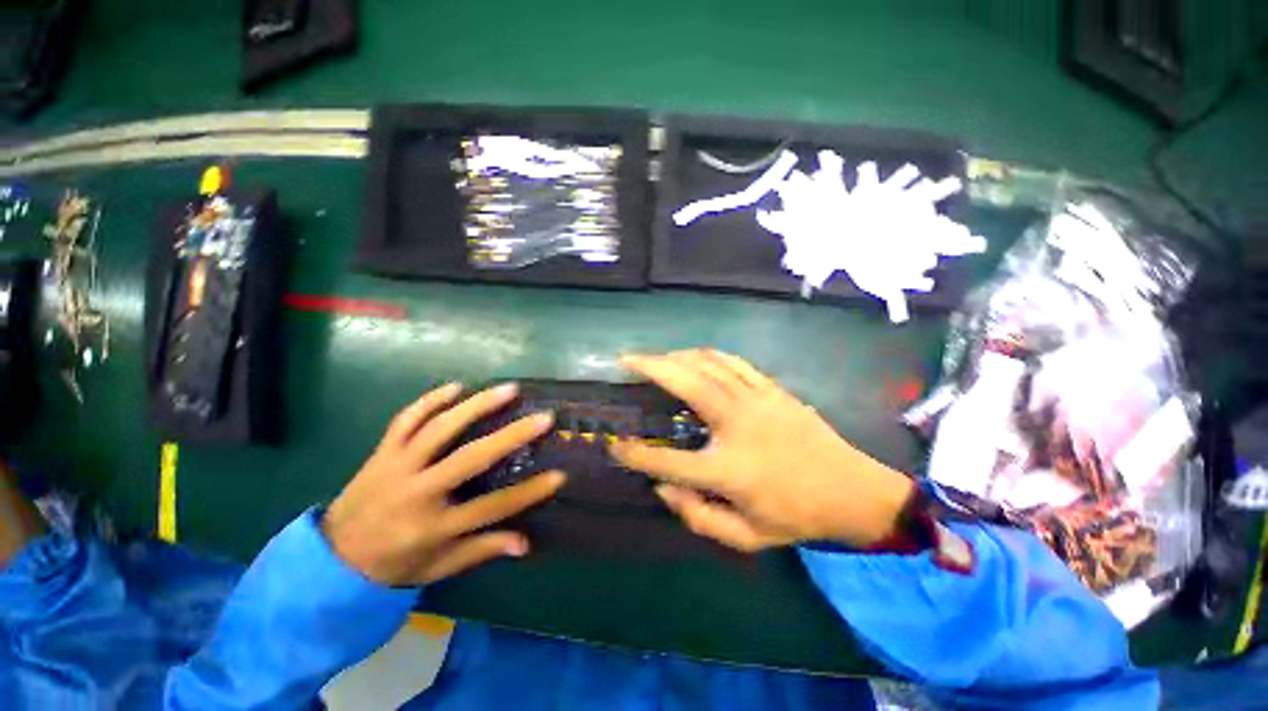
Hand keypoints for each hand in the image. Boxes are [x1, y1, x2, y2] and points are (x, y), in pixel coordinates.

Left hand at [322, 383, 564, 585]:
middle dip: (512, 436)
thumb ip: (481, 551)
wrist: (331, 557)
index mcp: (433, 527)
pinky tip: (456, 387)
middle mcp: (416, 492)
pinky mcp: (382, 452)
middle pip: (471, 458)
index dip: (529, 492)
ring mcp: (396, 466)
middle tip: (543, 417)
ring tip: (509, 389)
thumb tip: (525, 542)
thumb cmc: (393, 564)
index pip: (492, 507)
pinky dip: (430, 400)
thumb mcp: (439, 567)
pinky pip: (406, 419)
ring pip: (440, 429)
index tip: (559, 475)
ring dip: (477, 405)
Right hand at [610, 350, 912, 551]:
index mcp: (729, 469)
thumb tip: (662, 489)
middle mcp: (737, 425)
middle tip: (626, 360)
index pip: (668, 462)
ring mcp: (756, 400)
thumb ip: (698, 517)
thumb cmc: (797, 517)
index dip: (636, 455)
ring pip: (708, 364)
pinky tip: (694, 357)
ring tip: (655, 357)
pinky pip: (733, 362)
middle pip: (685, 384)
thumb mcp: (747, 537)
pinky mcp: (771, 389)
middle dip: (650, 367)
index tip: (616, 446)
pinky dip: (707, 355)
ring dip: (676, 356)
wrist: (853, 492)